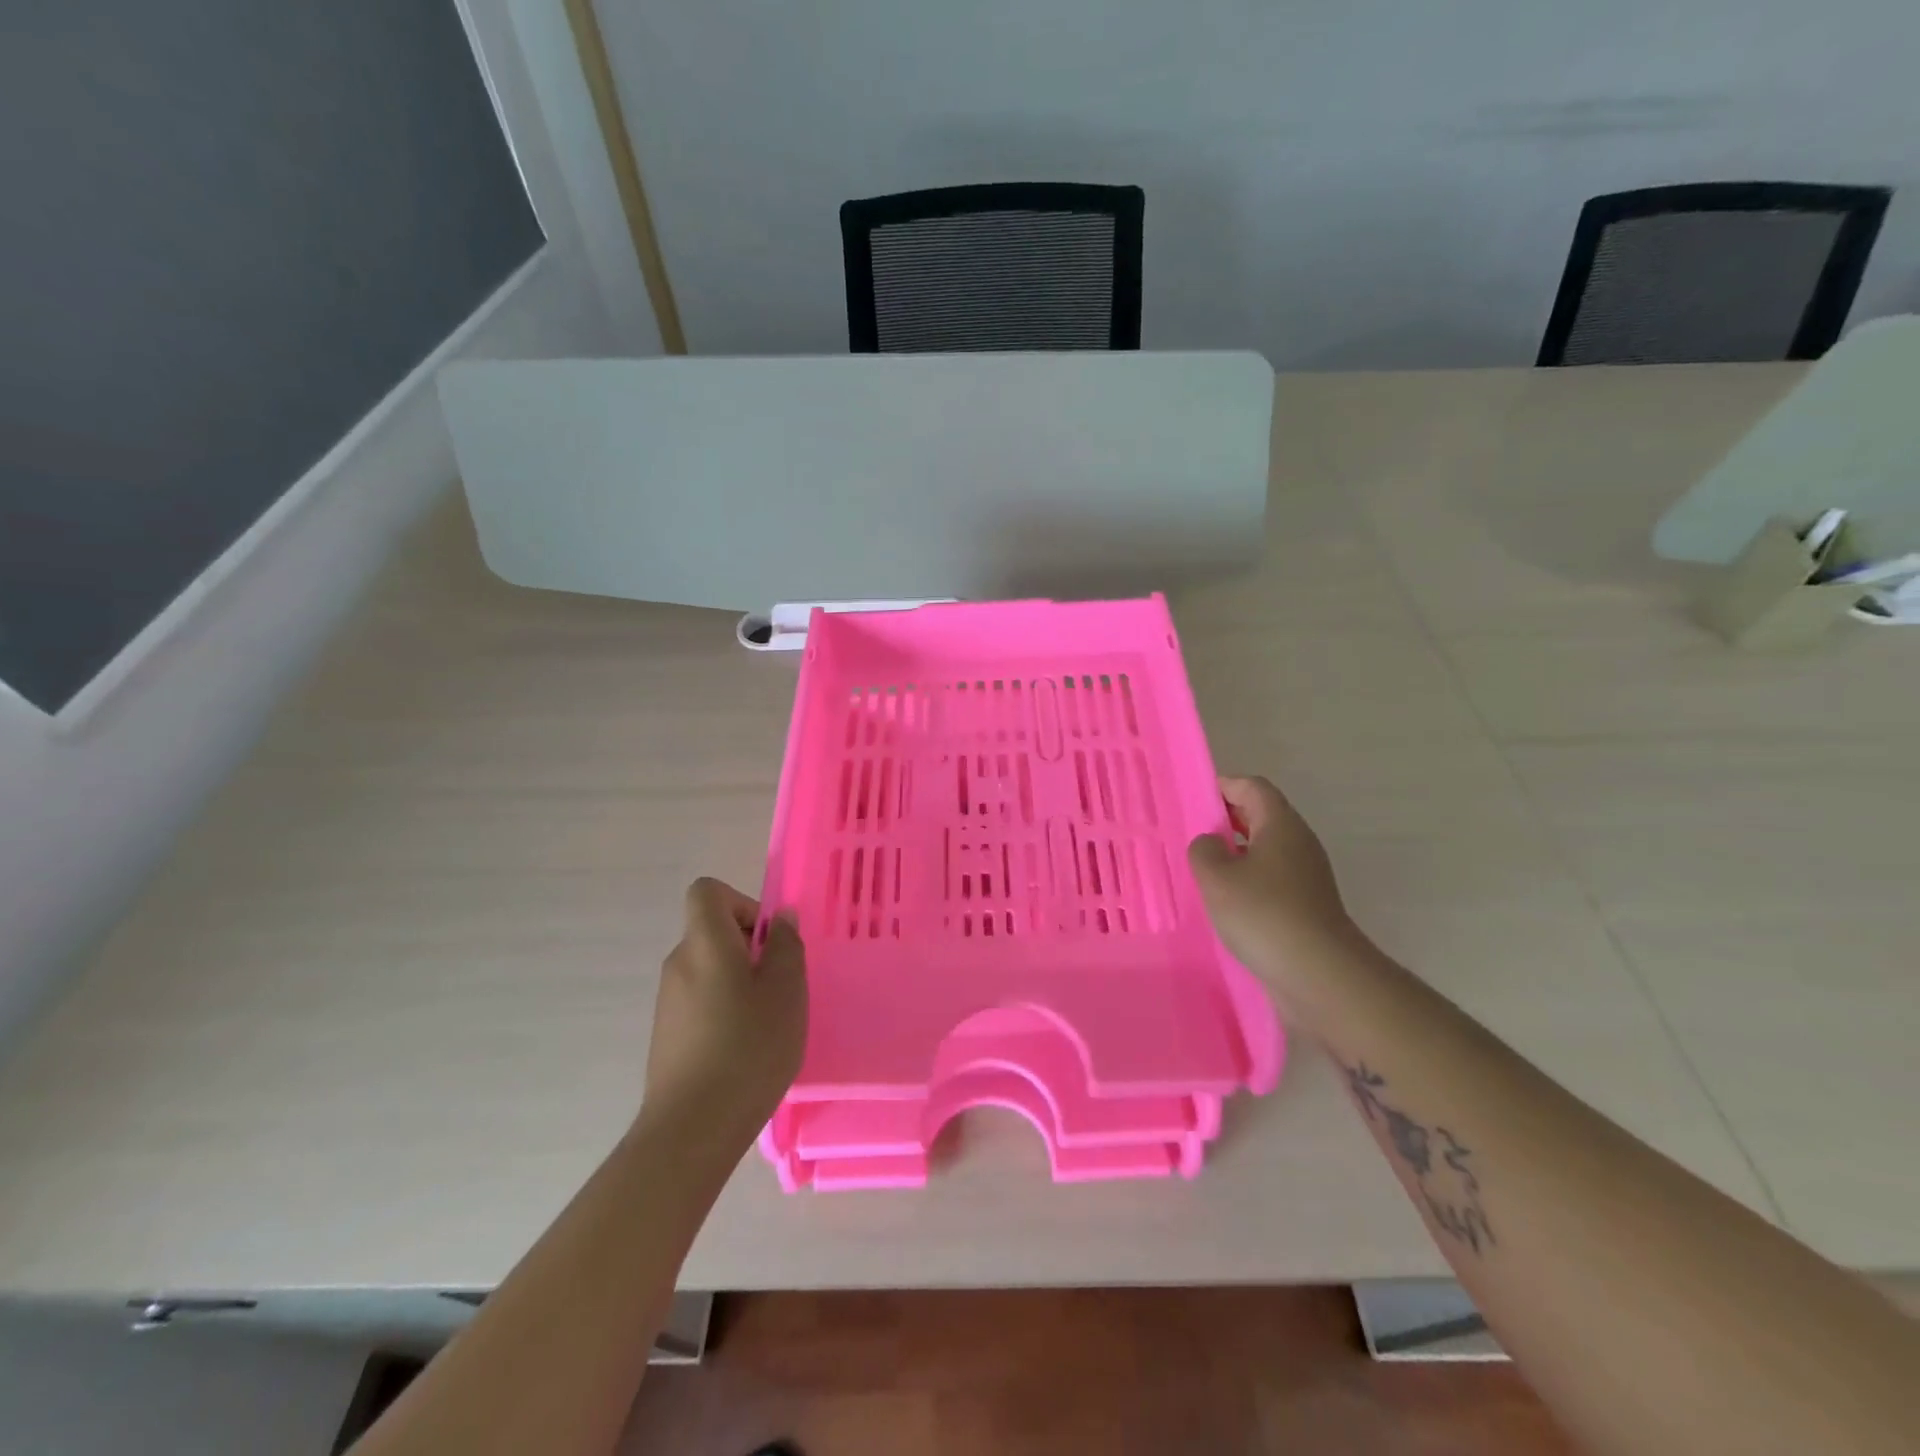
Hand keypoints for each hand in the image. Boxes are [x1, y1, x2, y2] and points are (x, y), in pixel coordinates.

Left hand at [646, 878, 807, 1138]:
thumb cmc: (748, 1047)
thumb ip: (786, 945)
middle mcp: (678, 963)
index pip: (707, 891)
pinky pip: (701, 1000)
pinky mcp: (667, 1034)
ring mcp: (668, 1001)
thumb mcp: (786, 990)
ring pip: (710, 968)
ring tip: (767, 1022)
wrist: (692, 1129)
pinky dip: (724, 1009)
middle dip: (750, 948)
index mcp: (704, 942)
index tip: (767, 939)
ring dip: (740, 981)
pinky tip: (745, 1048)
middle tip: (780, 985)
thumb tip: (779, 918)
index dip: (741, 902)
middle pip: (712, 931)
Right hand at [1188, 776, 1356, 972]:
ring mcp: (1307, 876)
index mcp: (1280, 824)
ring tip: (1203, 870)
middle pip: (1261, 816)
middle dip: (1226, 819)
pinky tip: (1226, 902)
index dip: (1223, 786)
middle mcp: (1298, 843)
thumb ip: (1204, 849)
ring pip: (1266, 849)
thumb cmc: (1263, 913)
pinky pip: (1271, 878)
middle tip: (1192, 834)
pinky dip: (1247, 880)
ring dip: (1235, 853)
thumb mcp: (1216, 876)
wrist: (1320, 974)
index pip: (1252, 787)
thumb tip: (1212, 844)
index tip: (1193, 800)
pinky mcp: (1307, 905)